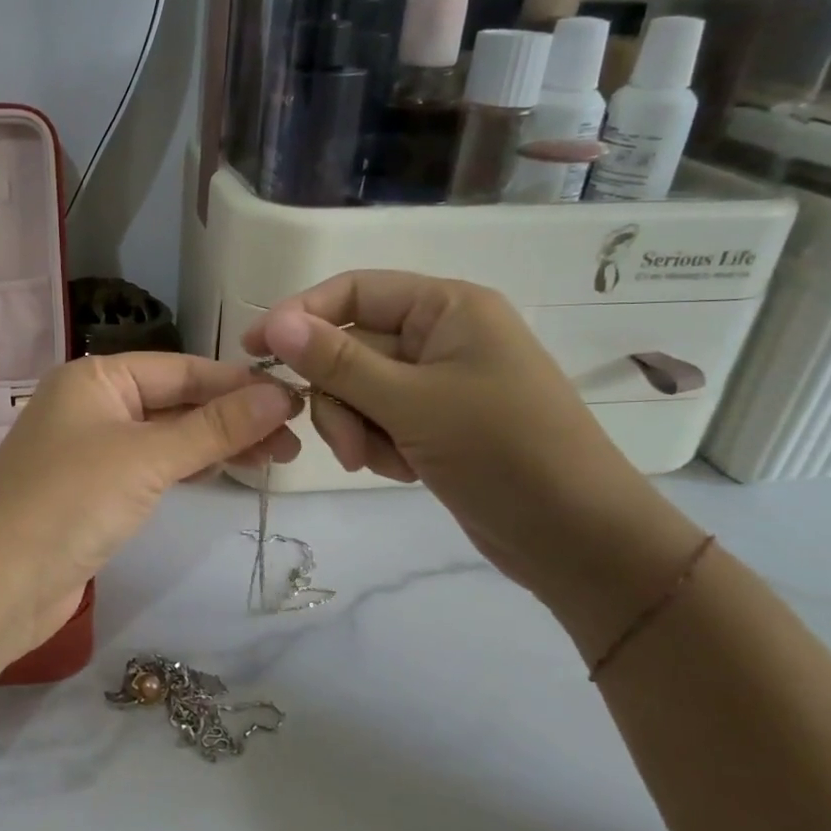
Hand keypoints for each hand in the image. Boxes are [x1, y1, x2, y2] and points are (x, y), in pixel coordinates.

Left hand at [0, 353, 299, 655]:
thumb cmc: (70, 500)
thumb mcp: (148, 456)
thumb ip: (214, 426)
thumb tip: (278, 394)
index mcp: (96, 378)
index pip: (181, 369)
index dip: (237, 384)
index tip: (294, 400)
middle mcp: (92, 405)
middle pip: (175, 401)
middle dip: (233, 417)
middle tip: (293, 442)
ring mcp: (91, 449)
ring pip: (167, 436)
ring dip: (217, 444)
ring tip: (275, 458)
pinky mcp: (94, 492)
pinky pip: (152, 467)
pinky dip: (189, 467)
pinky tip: (224, 472)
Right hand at [242, 272, 699, 620]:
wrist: (577, 539)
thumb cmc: (503, 452)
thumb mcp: (411, 403)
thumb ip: (338, 361)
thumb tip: (276, 321)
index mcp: (447, 308)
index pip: (354, 291)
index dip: (300, 315)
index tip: (254, 350)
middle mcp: (440, 335)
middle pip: (349, 347)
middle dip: (339, 397)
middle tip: (348, 444)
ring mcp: (438, 382)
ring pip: (357, 389)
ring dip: (355, 427)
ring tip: (382, 462)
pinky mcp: (435, 422)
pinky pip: (378, 419)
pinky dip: (376, 444)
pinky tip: (403, 470)